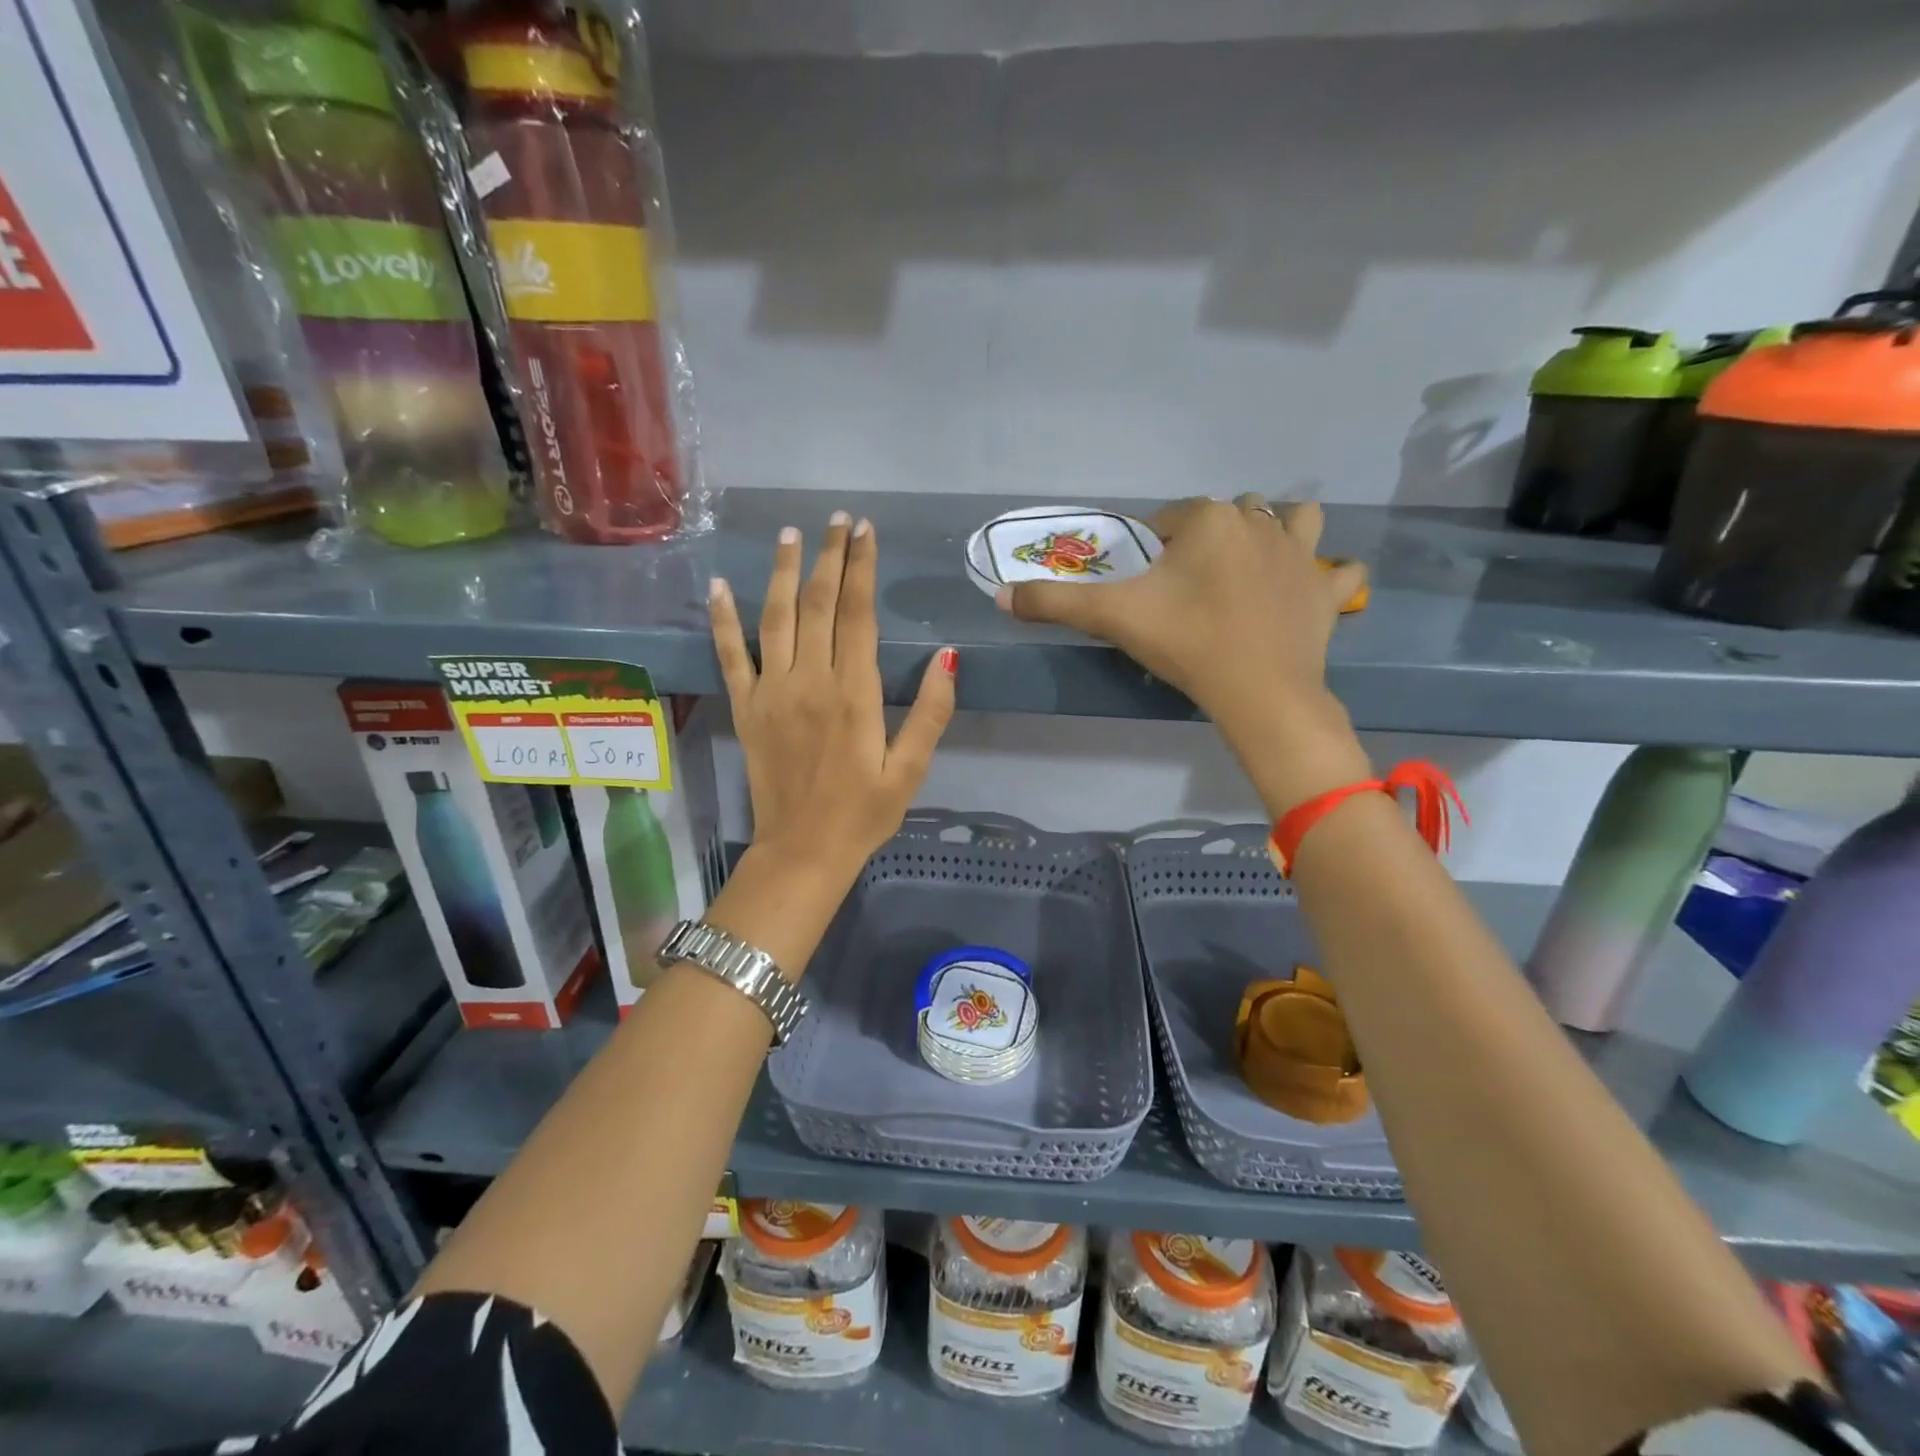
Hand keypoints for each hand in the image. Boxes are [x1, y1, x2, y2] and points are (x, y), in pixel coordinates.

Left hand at [710, 513, 956, 875]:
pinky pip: (731, 655)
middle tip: (837, 520)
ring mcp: (771, 692)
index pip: (857, 614)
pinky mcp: (746, 708)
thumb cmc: (864, 813)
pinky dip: (723, 619)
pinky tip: (720, 585)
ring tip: (791, 535)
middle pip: (818, 605)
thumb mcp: (912, 769)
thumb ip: (931, 712)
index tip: (865, 532)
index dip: (861, 568)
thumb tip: (948, 656)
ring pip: (776, 618)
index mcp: (854, 693)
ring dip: (784, 573)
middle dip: (829, 557)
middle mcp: (810, 681)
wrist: (802, 851)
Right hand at [1001, 496, 1371, 811]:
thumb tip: (1000, 595)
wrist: (1258, 693)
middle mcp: (1259, 522)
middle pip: (1230, 513)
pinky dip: (1330, 578)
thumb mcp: (1113, 618)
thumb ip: (1054, 602)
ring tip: (1252, 568)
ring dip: (1277, 533)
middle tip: (1190, 585)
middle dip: (1209, 537)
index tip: (1150, 584)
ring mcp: (1302, 555)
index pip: (1173, 515)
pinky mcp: (1327, 592)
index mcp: (1209, 519)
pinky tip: (1312, 591)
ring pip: (1294, 521)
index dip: (1156, 545)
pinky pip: (1341, 572)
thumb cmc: (1185, 643)